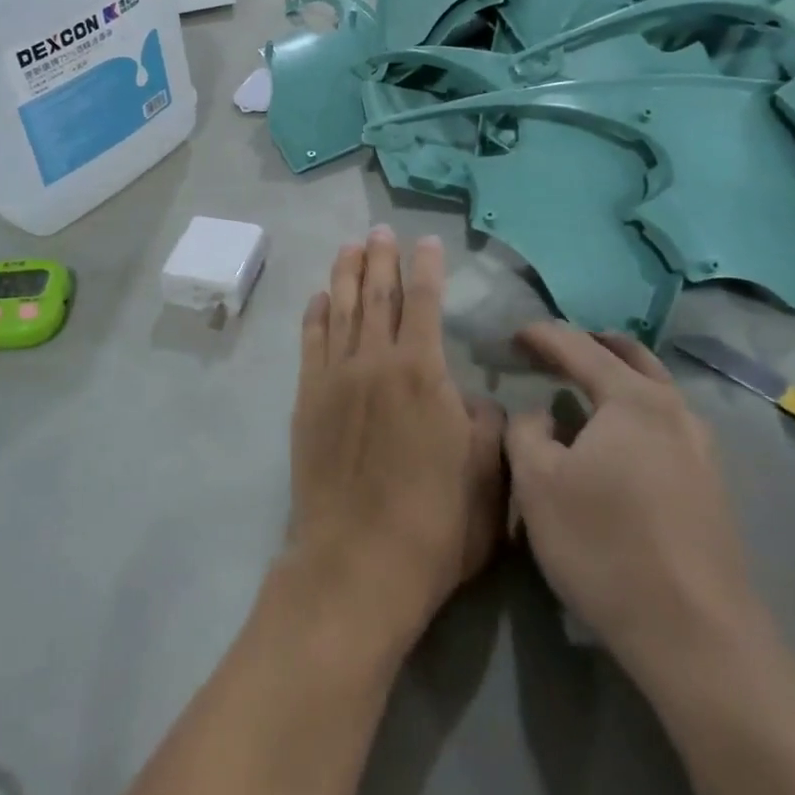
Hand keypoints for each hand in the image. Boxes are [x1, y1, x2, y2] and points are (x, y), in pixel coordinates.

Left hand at [286, 229, 506, 655]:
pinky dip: (315, 315)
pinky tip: (319, 298)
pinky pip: (311, 343)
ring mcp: (334, 378)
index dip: (427, 268)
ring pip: (341, 309)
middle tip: (380, 230)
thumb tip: (474, 400)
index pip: (425, 303)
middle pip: (377, 295)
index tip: (427, 241)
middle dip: (381, 258)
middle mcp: (375, 362)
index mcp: (422, 373)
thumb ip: (485, 425)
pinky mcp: (307, 400)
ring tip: (349, 246)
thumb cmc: (434, 524)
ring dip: (345, 274)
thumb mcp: (486, 477)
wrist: (357, 563)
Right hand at [506, 323, 762, 683]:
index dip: (541, 336)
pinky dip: (635, 411)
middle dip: (588, 343)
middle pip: (630, 356)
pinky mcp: (712, 487)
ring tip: (583, 388)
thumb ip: (525, 431)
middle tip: (552, 351)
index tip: (512, 335)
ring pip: (655, 390)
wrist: (697, 638)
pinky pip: (666, 424)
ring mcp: (702, 449)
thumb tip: (541, 415)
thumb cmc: (605, 546)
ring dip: (617, 377)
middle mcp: (675, 411)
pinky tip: (618, 441)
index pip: (579, 346)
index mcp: (633, 399)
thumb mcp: (536, 482)